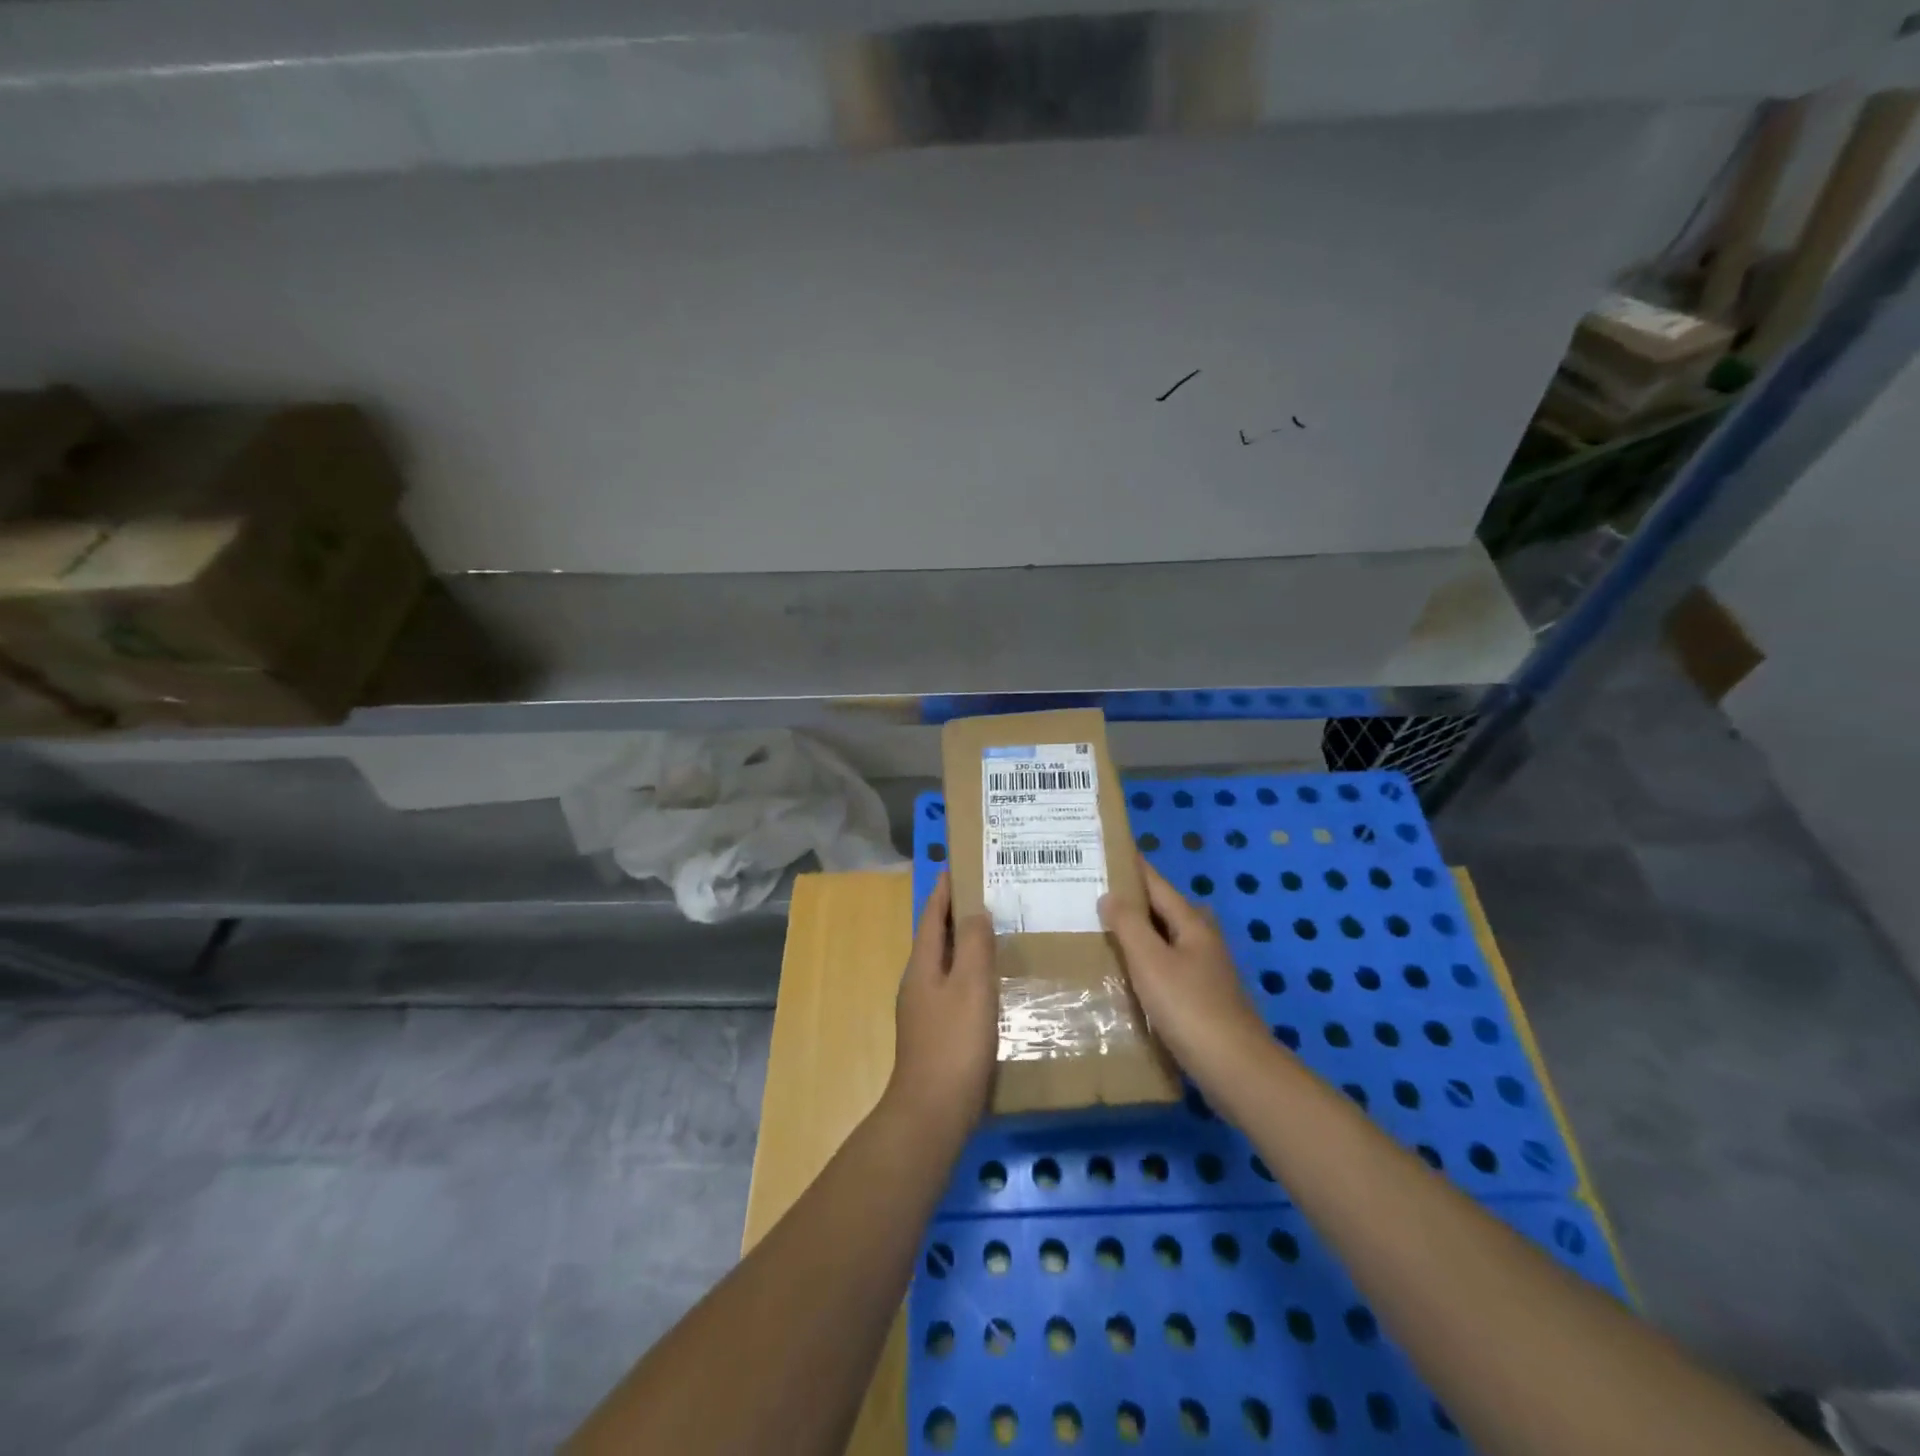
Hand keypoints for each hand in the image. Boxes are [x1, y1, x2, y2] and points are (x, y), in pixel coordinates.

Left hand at [885, 874, 997, 1143]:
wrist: (933, 1114)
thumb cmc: (954, 1044)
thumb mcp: (970, 987)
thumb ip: (972, 945)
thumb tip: (974, 911)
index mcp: (922, 966)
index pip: (932, 916)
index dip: (944, 891)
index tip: (959, 866)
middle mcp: (918, 983)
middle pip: (936, 939)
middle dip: (957, 915)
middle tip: (990, 896)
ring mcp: (925, 1012)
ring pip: (946, 965)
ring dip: (966, 946)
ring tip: (997, 934)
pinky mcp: (937, 1035)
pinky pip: (955, 990)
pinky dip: (972, 975)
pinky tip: (994, 984)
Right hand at [1099, 856, 1274, 1095]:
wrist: (1234, 1069)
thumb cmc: (1189, 1008)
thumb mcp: (1151, 961)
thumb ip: (1129, 925)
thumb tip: (1109, 895)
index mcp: (1192, 925)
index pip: (1157, 885)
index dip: (1133, 868)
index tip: (1106, 853)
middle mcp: (1203, 942)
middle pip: (1165, 910)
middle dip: (1135, 900)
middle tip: (1096, 896)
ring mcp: (1206, 972)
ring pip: (1168, 940)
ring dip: (1141, 933)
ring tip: (1105, 932)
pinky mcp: (1203, 1000)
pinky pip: (1169, 968)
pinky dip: (1148, 963)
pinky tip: (1129, 975)